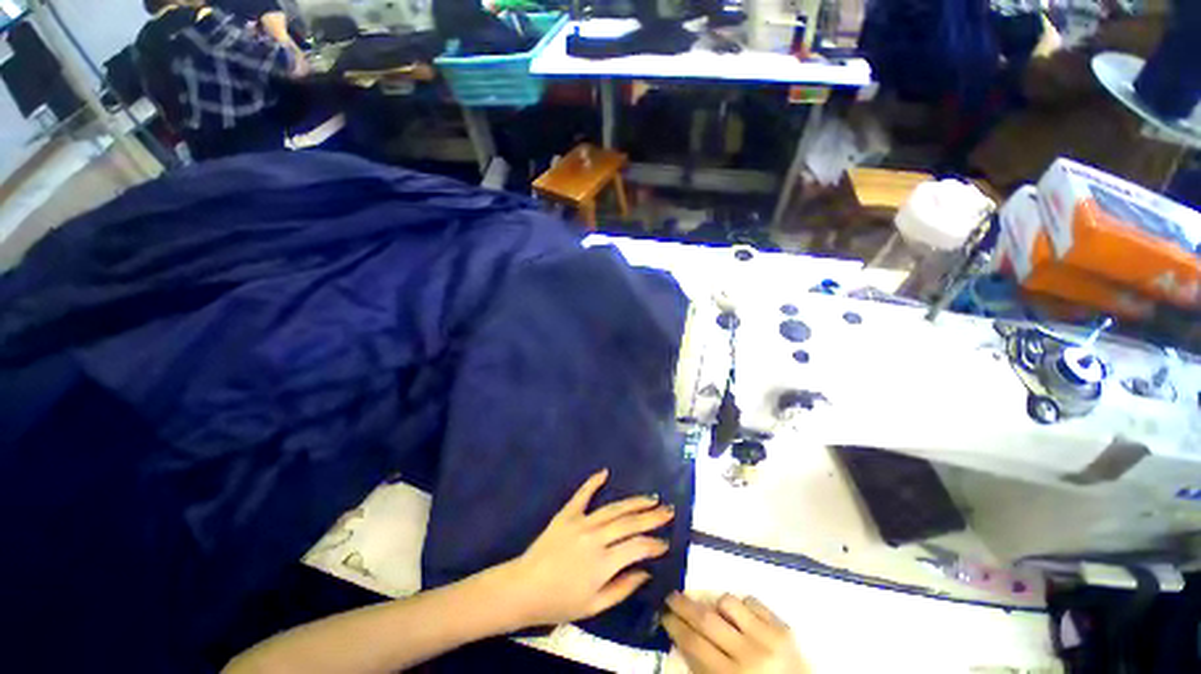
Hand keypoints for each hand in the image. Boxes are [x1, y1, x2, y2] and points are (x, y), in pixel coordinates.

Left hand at [498, 469, 673, 628]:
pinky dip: (593, 482)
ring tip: (651, 498)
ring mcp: (581, 522)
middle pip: (630, 523)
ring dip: (634, 502)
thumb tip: (645, 571)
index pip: (637, 547)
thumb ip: (622, 588)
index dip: (655, 544)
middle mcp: (596, 537)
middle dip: (652, 516)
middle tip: (668, 510)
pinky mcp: (567, 513)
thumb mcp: (594, 606)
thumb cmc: (559, 602)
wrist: (524, 588)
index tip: (666, 542)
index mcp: (603, 563)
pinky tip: (605, 472)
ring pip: (613, 508)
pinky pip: (582, 494)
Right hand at [664, 593, 807, 673]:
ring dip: (715, 603)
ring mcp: (768, 638)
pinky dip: (742, 603)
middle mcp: (748, 654)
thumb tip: (682, 636)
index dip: (675, 626)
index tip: (663, 613)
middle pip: (707, 620)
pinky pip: (754, 602)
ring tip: (711, 607)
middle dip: (684, 605)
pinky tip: (739, 612)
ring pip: (729, 603)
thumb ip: (703, 666)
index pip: (694, 644)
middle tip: (670, 595)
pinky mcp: (784, 628)